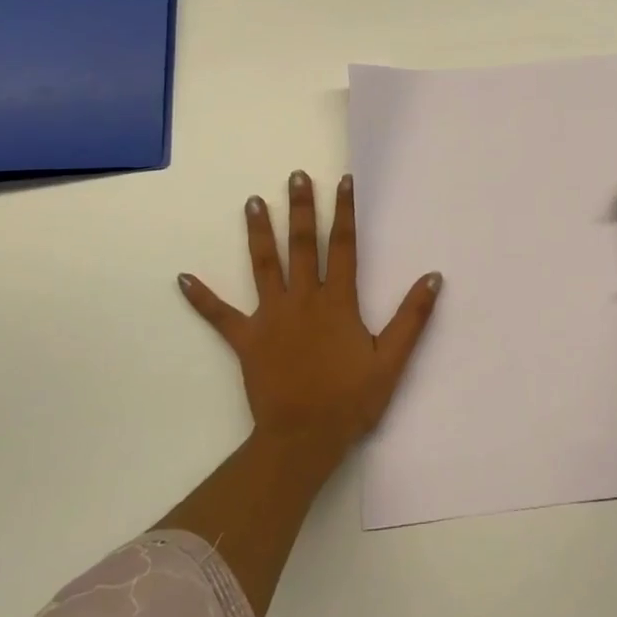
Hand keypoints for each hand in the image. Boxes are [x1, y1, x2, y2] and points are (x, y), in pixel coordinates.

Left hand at [178, 171, 441, 459]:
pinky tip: (183, 279)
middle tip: (295, 177)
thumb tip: (433, 277)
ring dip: (259, 233)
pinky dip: (203, 298)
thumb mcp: (391, 360)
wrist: (303, 439)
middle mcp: (303, 299)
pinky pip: (221, 316)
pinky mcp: (246, 340)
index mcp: (337, 301)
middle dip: (300, 209)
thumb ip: (412, 317)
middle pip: (302, 245)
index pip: (343, 246)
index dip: (344, 212)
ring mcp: (270, 318)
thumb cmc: (350, 399)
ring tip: (252, 203)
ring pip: (264, 266)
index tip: (343, 181)